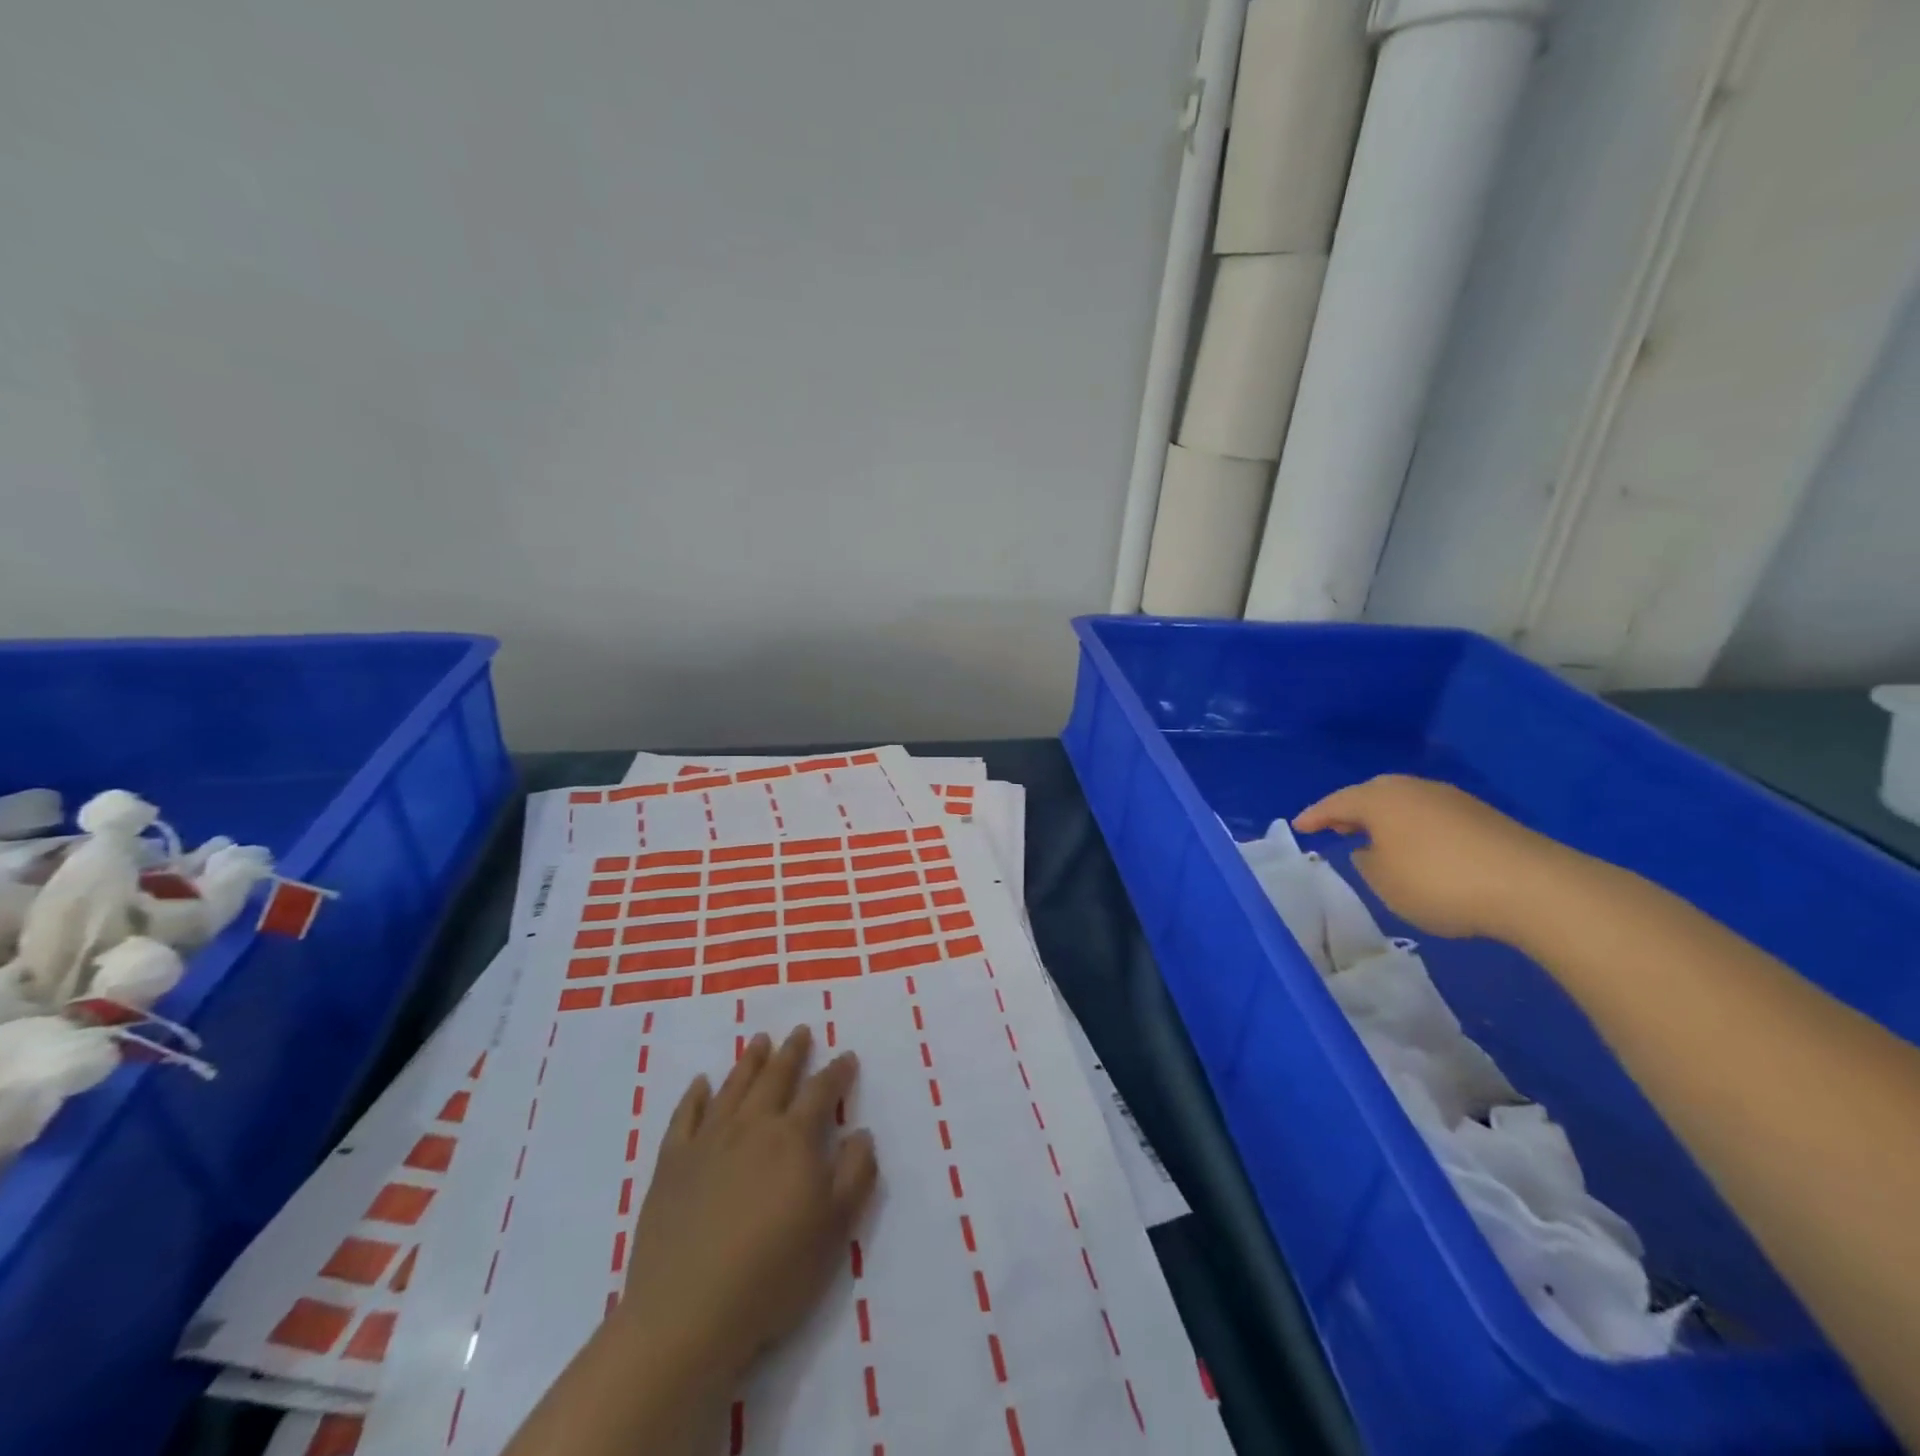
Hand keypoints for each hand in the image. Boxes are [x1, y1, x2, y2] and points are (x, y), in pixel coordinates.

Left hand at [618, 1026, 877, 1380]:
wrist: (687, 1313)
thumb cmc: (772, 1273)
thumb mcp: (835, 1229)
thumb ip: (855, 1174)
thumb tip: (861, 1132)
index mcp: (794, 1138)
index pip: (821, 1091)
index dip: (837, 1071)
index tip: (846, 1056)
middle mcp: (752, 1126)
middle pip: (775, 1077)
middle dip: (792, 1053)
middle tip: (801, 1031)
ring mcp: (708, 1141)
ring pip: (733, 1087)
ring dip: (750, 1061)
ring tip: (760, 1040)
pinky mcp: (672, 1164)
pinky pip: (685, 1116)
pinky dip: (695, 1095)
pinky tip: (701, 1083)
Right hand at [1293, 775, 1570, 941]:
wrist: (1532, 886)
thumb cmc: (1439, 882)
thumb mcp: (1384, 881)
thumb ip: (1366, 861)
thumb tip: (1370, 849)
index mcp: (1379, 799)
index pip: (1336, 803)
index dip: (1315, 815)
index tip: (1299, 826)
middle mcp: (1411, 789)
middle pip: (1371, 794)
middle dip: (1351, 811)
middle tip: (1336, 828)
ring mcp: (1449, 798)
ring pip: (1403, 803)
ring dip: (1385, 819)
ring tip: (1375, 840)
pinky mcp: (1480, 816)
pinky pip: (1429, 815)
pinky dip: (1414, 828)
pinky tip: (1418, 849)